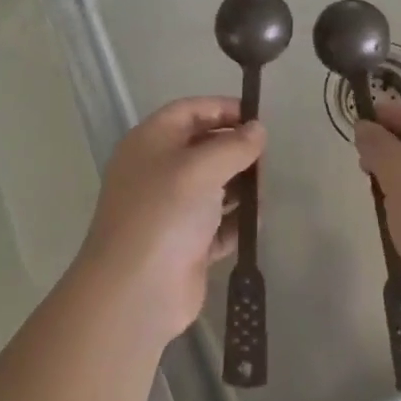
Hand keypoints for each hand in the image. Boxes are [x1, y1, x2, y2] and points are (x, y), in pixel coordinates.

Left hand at [79, 97, 264, 344]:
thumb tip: (258, 130)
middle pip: (203, 147)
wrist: (135, 292)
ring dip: (240, 186)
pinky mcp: (186, 245)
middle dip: (235, 150)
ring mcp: (171, 210)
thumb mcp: (201, 168)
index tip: (257, 117)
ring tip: (264, 192)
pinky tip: (256, 222)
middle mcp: (158, 171)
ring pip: (213, 186)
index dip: (222, 108)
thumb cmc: (164, 213)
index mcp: (150, 142)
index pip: (189, 111)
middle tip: (265, 160)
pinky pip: (217, 224)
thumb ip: (234, 145)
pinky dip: (236, 221)